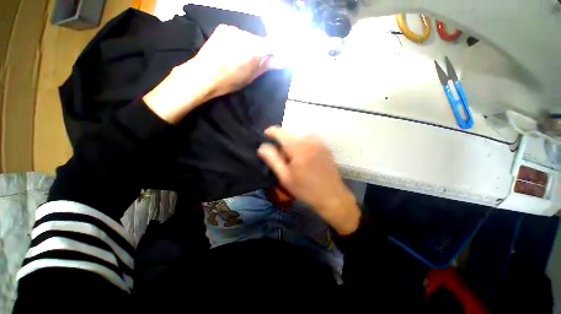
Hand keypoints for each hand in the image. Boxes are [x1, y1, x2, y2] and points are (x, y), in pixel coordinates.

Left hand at [143, 24, 274, 123]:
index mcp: (254, 48)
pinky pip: (238, 35)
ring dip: (251, 46)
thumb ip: (266, 66)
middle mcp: (245, 34)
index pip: (273, 45)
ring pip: (249, 37)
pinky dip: (240, 42)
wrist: (203, 75)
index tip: (277, 60)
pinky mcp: (223, 29)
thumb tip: (281, 62)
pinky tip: (234, 52)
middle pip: (260, 40)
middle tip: (259, 62)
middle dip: (262, 50)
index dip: (277, 52)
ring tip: (243, 58)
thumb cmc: (229, 81)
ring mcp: (233, 29)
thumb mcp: (250, 77)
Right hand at [258, 126, 360, 234]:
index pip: (280, 132)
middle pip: (290, 134)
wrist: (332, 197)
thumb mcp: (285, 177)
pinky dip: (302, 145)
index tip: (265, 136)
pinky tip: (303, 158)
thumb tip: (262, 146)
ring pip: (299, 137)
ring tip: (291, 158)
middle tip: (280, 156)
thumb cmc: (306, 189)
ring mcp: (319, 143)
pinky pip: (309, 141)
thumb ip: (272, 159)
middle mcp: (310, 140)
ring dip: (292, 143)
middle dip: (282, 141)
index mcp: (298, 147)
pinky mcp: (325, 147)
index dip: (270, 132)